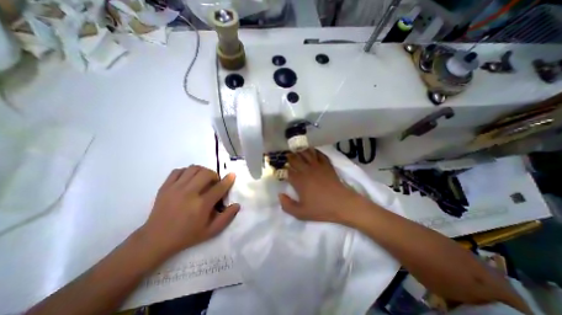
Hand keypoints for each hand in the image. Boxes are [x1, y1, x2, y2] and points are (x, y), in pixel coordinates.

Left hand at [141, 166, 239, 256]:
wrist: (155, 240)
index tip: (232, 175)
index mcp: (201, 205)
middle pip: (206, 173)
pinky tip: (189, 179)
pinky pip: (178, 171)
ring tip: (203, 179)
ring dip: (202, 171)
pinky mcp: (165, 187)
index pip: (219, 187)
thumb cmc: (187, 236)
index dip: (228, 180)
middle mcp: (189, 193)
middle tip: (214, 182)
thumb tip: (237, 205)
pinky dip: (187, 172)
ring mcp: (175, 188)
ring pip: (193, 169)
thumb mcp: (211, 231)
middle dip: (214, 175)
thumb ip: (227, 217)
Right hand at [278, 149, 367, 223]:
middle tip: (287, 156)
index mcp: (299, 181)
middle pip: (295, 159)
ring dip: (300, 150)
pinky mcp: (327, 165)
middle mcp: (306, 170)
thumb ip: (287, 205)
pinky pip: (319, 154)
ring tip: (297, 149)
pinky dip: (315, 151)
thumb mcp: (301, 213)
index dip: (282, 169)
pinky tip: (312, 150)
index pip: (287, 171)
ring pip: (306, 153)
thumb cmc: (321, 209)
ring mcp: (317, 166)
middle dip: (289, 157)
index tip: (280, 168)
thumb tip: (279, 195)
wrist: (342, 204)